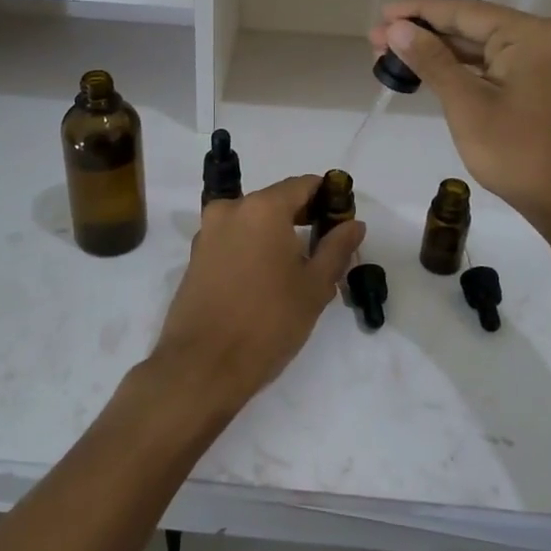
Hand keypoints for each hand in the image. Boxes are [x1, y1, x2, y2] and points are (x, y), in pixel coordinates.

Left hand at [150, 175, 365, 413]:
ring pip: (253, 221)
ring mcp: (208, 232)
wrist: (202, 366)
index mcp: (262, 208)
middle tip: (328, 245)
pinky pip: (234, 239)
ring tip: (300, 268)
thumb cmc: (268, 322)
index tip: (344, 220)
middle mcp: (230, 209)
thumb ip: (336, 247)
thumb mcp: (314, 287)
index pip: (303, 185)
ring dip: (278, 234)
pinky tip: (268, 278)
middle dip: (304, 216)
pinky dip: (254, 247)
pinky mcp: (196, 256)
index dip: (328, 197)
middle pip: (276, 200)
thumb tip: (354, 223)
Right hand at [369, 0, 550, 228]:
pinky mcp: (540, 83)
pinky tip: (429, 71)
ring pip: (480, 46)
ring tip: (392, 56)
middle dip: (423, 33)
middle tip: (376, 42)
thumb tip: (396, 28)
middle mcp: (542, 38)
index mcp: (531, 34)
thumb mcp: (468, 105)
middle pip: (472, 25)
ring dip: (438, 51)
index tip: (380, 15)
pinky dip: (460, 68)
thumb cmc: (520, 154)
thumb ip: (432, 61)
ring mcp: (544, 61)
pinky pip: (492, 65)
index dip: (417, 11)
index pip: (464, 11)